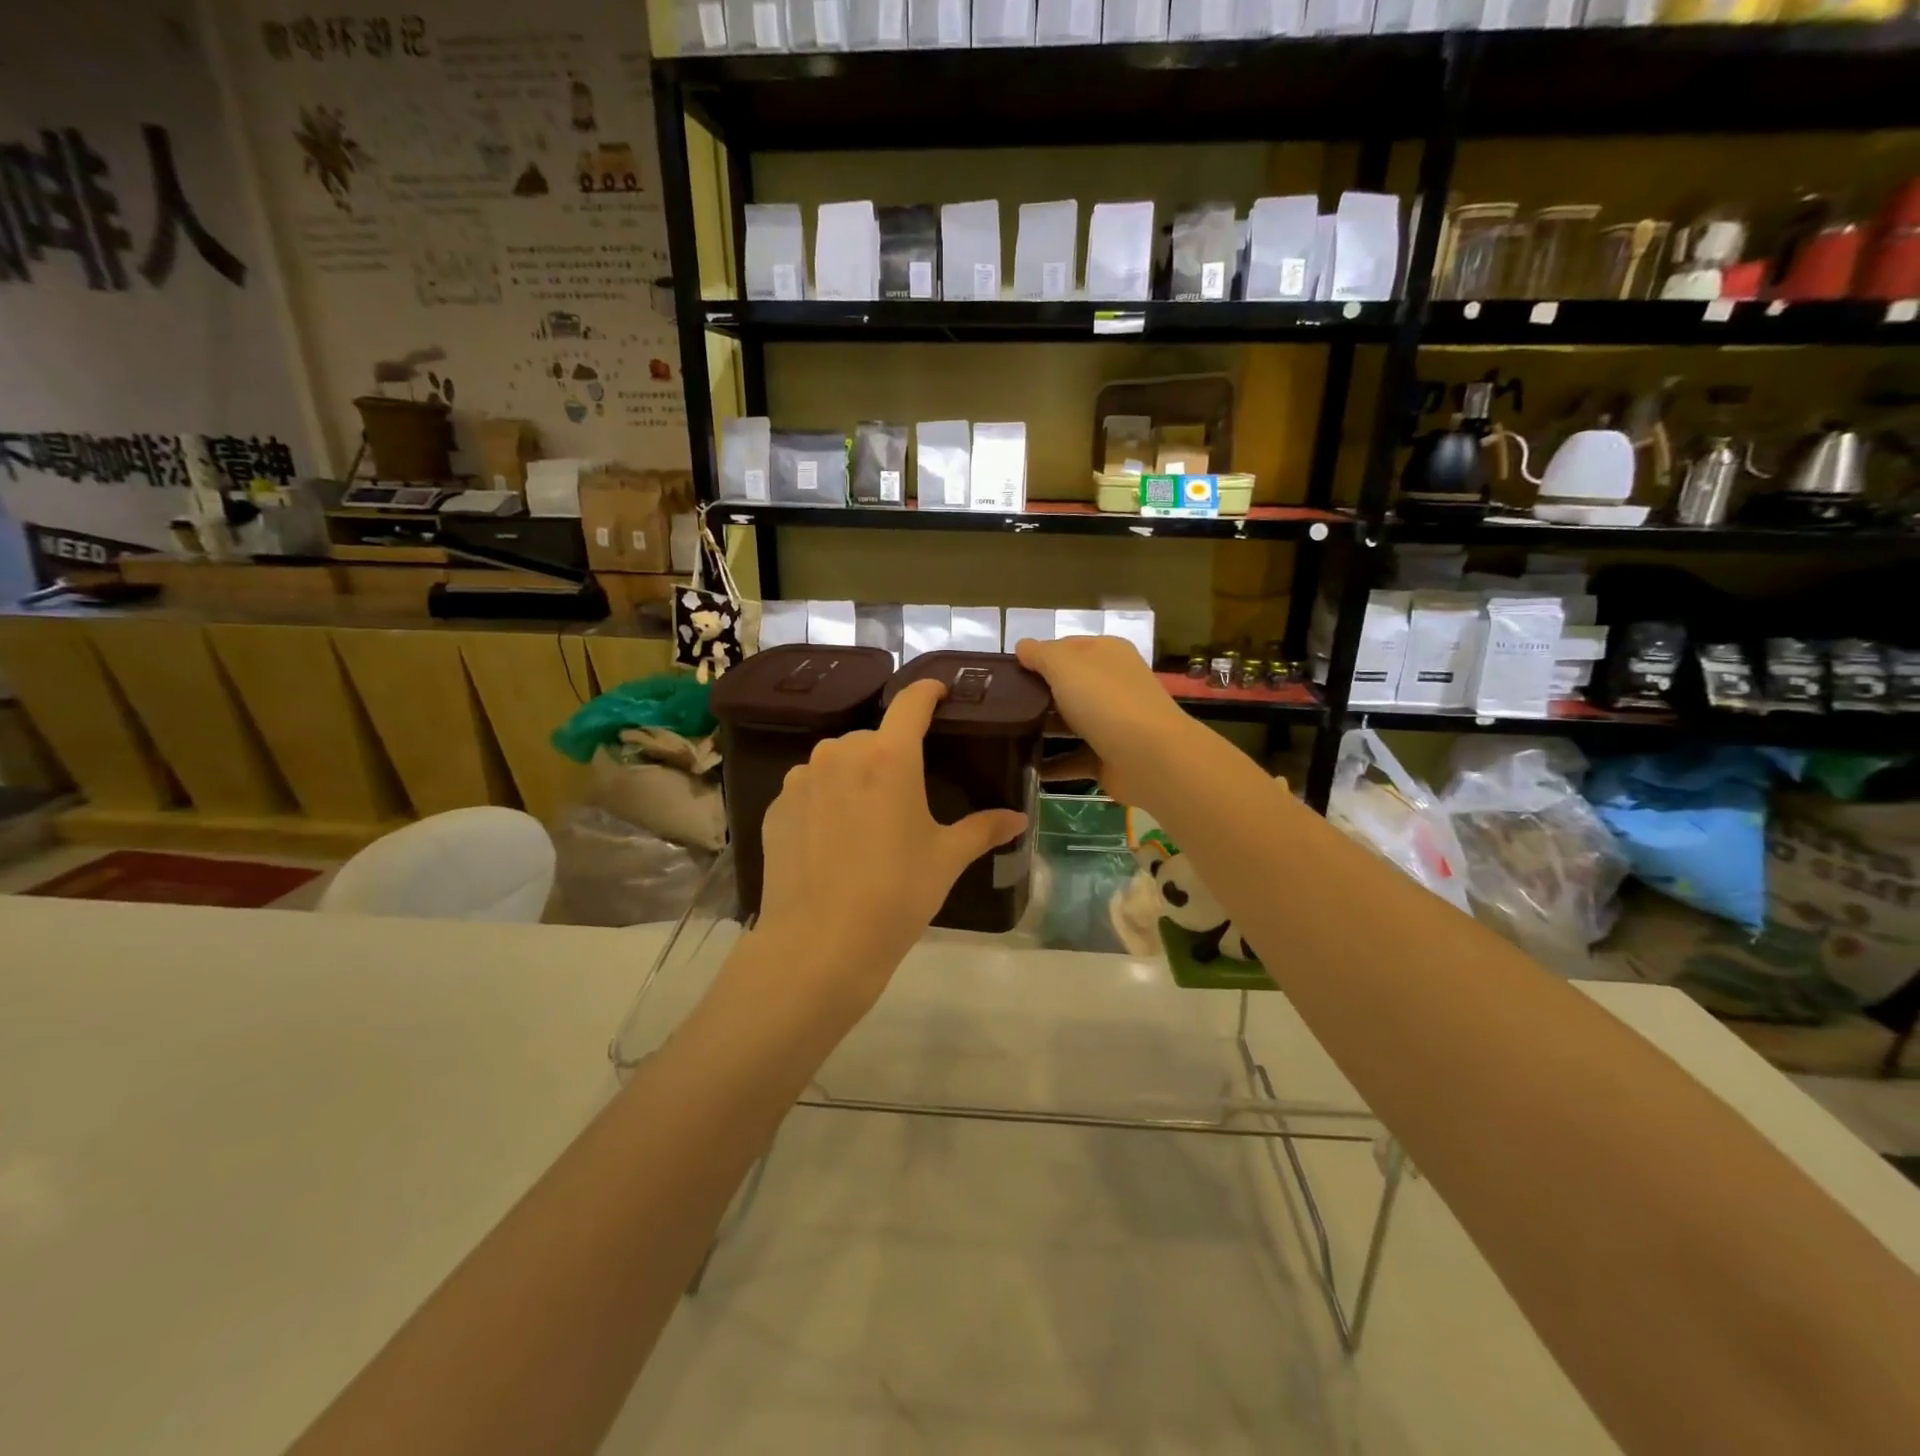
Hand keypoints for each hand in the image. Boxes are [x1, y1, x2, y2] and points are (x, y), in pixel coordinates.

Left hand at [752, 679, 1028, 1017]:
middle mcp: (840, 754)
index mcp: (888, 756)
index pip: (910, 703)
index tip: (939, 691)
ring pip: (837, 763)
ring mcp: (801, 779)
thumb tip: (1019, 819)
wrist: (819, 944)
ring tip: (865, 822)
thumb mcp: (946, 859)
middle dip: (891, 755)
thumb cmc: (896, 894)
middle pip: (873, 739)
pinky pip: (808, 790)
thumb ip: (983, 830)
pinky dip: (824, 802)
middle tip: (905, 794)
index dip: (927, 692)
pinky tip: (831, 841)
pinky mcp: (774, 807)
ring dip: (855, 778)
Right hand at [1016, 635, 1196, 809]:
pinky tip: (1025, 769)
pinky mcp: (1109, 757)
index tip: (1006, 673)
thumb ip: (1041, 654)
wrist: (1149, 757)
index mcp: (1107, 654)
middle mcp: (1112, 684)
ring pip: (1070, 722)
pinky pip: (1073, 758)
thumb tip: (1022, 646)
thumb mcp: (1065, 665)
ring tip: (1006, 736)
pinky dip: (1053, 765)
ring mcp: (1112, 722)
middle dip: (1036, 694)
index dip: (1038, 656)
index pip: (1066, 647)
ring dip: (1042, 730)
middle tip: (999, 705)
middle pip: (1067, 685)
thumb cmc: (1105, 700)